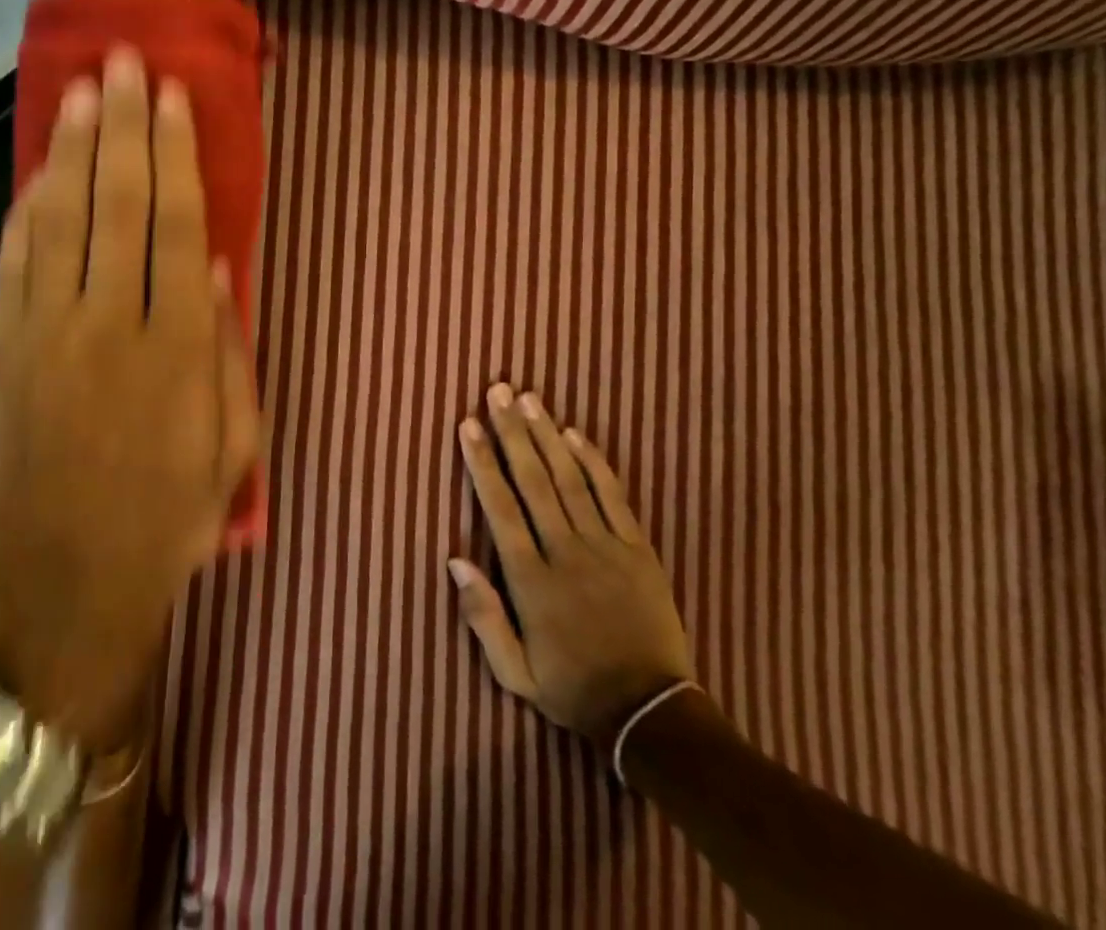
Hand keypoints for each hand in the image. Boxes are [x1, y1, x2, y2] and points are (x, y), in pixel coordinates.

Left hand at [0, 49, 261, 751]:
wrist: (61, 590)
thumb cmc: (167, 520)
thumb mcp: (233, 447)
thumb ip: (230, 353)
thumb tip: (222, 271)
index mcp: (177, 348)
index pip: (180, 226)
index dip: (177, 155)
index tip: (174, 98)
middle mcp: (110, 323)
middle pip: (120, 204)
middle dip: (125, 126)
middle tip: (125, 62)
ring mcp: (45, 333)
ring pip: (62, 218)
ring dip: (75, 149)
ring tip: (85, 90)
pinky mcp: (0, 351)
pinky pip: (15, 261)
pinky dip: (29, 207)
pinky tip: (42, 167)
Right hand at [450, 382, 693, 746]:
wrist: (650, 713)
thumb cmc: (573, 689)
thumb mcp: (515, 673)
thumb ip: (483, 617)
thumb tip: (455, 560)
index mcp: (531, 580)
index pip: (500, 508)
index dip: (483, 463)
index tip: (468, 425)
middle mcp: (565, 552)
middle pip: (533, 481)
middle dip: (511, 432)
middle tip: (497, 391)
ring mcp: (605, 546)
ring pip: (570, 479)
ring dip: (546, 435)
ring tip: (528, 398)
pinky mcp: (638, 548)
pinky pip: (613, 496)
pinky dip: (593, 462)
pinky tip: (574, 434)